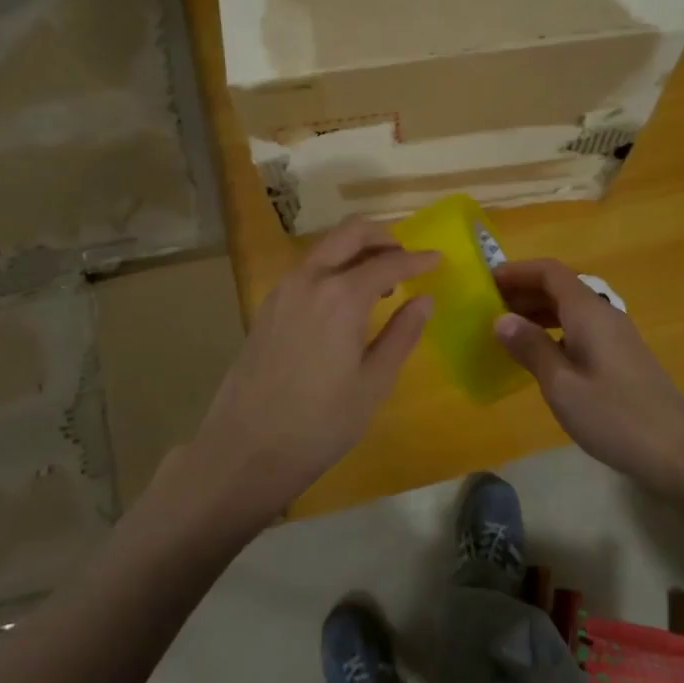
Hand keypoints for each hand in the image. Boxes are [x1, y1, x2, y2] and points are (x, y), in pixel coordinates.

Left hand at [160, 220, 436, 533]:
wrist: (245, 449)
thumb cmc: (319, 423)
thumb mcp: (373, 383)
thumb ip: (402, 335)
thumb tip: (425, 300)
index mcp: (340, 296)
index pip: (388, 262)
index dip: (417, 260)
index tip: (438, 259)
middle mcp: (308, 280)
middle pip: (350, 233)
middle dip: (383, 238)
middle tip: (407, 261)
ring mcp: (282, 290)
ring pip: (325, 248)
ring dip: (356, 252)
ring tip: (381, 284)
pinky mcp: (267, 307)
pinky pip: (307, 270)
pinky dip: (333, 269)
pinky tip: (345, 302)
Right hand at [492, 259, 683, 495]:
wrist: (677, 453)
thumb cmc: (614, 417)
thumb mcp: (562, 386)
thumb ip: (531, 348)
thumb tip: (500, 319)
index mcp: (588, 313)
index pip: (550, 272)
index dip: (517, 271)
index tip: (486, 282)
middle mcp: (604, 314)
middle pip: (560, 287)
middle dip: (524, 290)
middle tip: (488, 307)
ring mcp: (616, 336)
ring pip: (571, 308)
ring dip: (538, 311)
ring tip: (507, 329)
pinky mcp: (621, 356)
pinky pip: (580, 328)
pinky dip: (554, 330)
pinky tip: (539, 354)